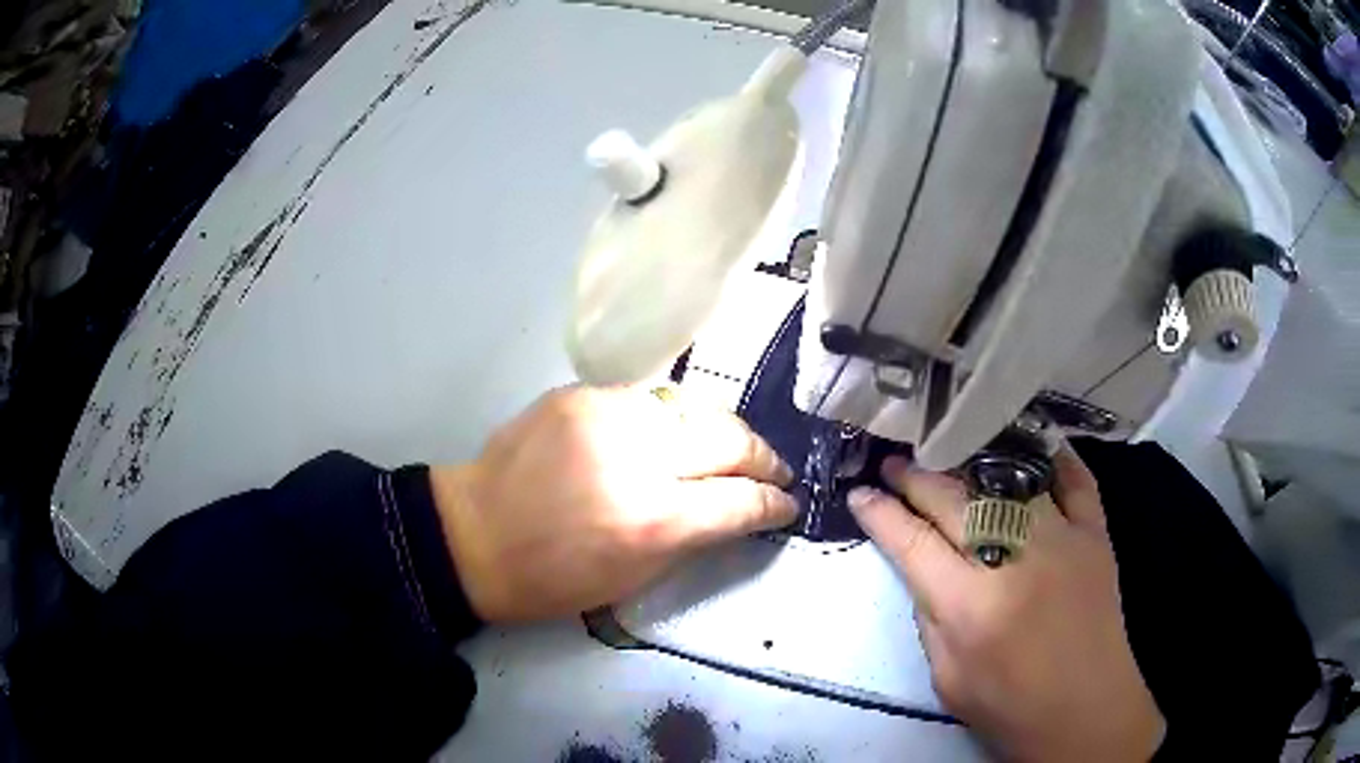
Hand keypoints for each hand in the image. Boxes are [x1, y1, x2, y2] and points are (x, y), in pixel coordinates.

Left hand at [429, 385, 797, 621]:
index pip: (741, 500)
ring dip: (721, 431)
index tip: (788, 505)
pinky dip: (671, 420)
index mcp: (652, 520)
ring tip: (729, 450)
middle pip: (729, 438)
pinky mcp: (581, 393)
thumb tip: (739, 510)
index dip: (774, 504)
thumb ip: (696, 537)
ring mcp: (607, 415)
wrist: (473, 535)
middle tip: (774, 472)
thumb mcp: (634, 578)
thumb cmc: (551, 578)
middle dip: (763, 457)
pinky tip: (670, 437)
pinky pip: (649, 400)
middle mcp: (637, 458)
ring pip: (694, 407)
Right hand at [848, 445, 1164, 762]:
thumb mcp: (946, 679)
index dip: (881, 514)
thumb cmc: (1010, 708)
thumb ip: (930, 619)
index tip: (860, 493)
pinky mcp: (1096, 535)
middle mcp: (1016, 561)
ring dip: (971, 461)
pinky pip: (1075, 481)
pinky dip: (1053, 459)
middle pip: (956, 501)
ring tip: (948, 450)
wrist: (1086, 711)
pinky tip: (1029, 445)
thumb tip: (924, 567)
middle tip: (894, 463)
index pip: (914, 543)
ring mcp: (1063, 540)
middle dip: (916, 477)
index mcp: (971, 608)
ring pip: (1010, 480)